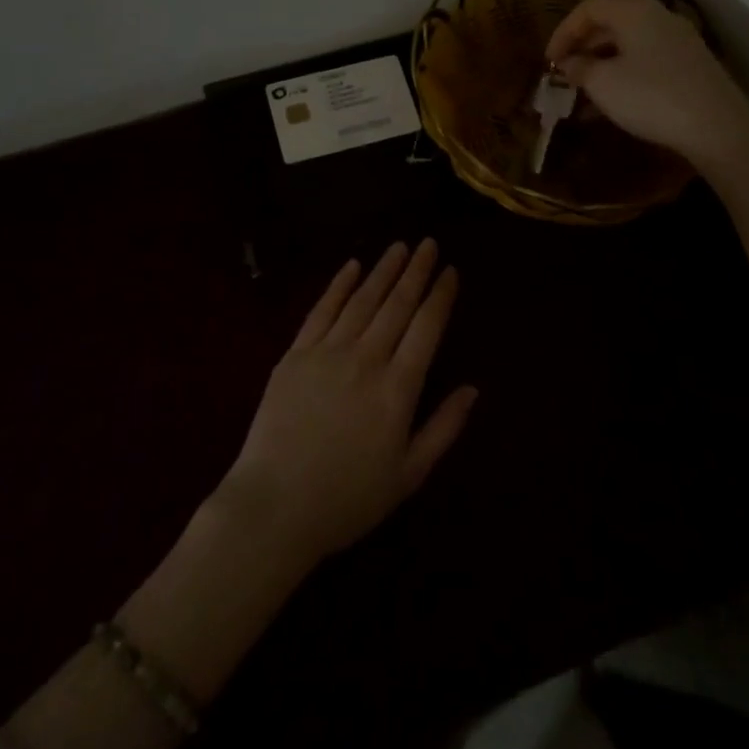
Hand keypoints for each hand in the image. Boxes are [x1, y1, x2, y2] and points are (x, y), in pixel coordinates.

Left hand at [217, 241, 477, 568]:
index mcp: (397, 389)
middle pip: (397, 305)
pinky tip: (352, 266)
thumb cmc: (348, 498)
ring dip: (382, 270)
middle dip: (416, 271)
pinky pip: (321, 310)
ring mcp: (327, 352)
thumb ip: (443, 428)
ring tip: (399, 247)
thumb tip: (473, 388)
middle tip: (429, 243)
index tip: (450, 270)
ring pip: (361, 300)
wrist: (275, 506)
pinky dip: (338, 286)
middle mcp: (366, 359)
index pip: (426, 328)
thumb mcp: (408, 475)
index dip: (440, 296)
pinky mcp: (295, 354)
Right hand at [546, 0, 748, 170]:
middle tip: (564, 74)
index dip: (563, 32)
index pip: (588, 8)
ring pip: (628, 44)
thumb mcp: (603, 83)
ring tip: (584, 93)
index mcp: (635, 11)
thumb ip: (579, 68)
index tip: (549, 61)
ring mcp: (678, 40)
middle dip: (582, 48)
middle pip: (610, 23)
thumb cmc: (650, 96)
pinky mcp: (689, 65)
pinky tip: (613, 102)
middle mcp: (658, 17)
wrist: (717, 127)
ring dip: (601, 64)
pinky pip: (646, 60)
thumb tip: (568, 63)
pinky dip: (623, 74)